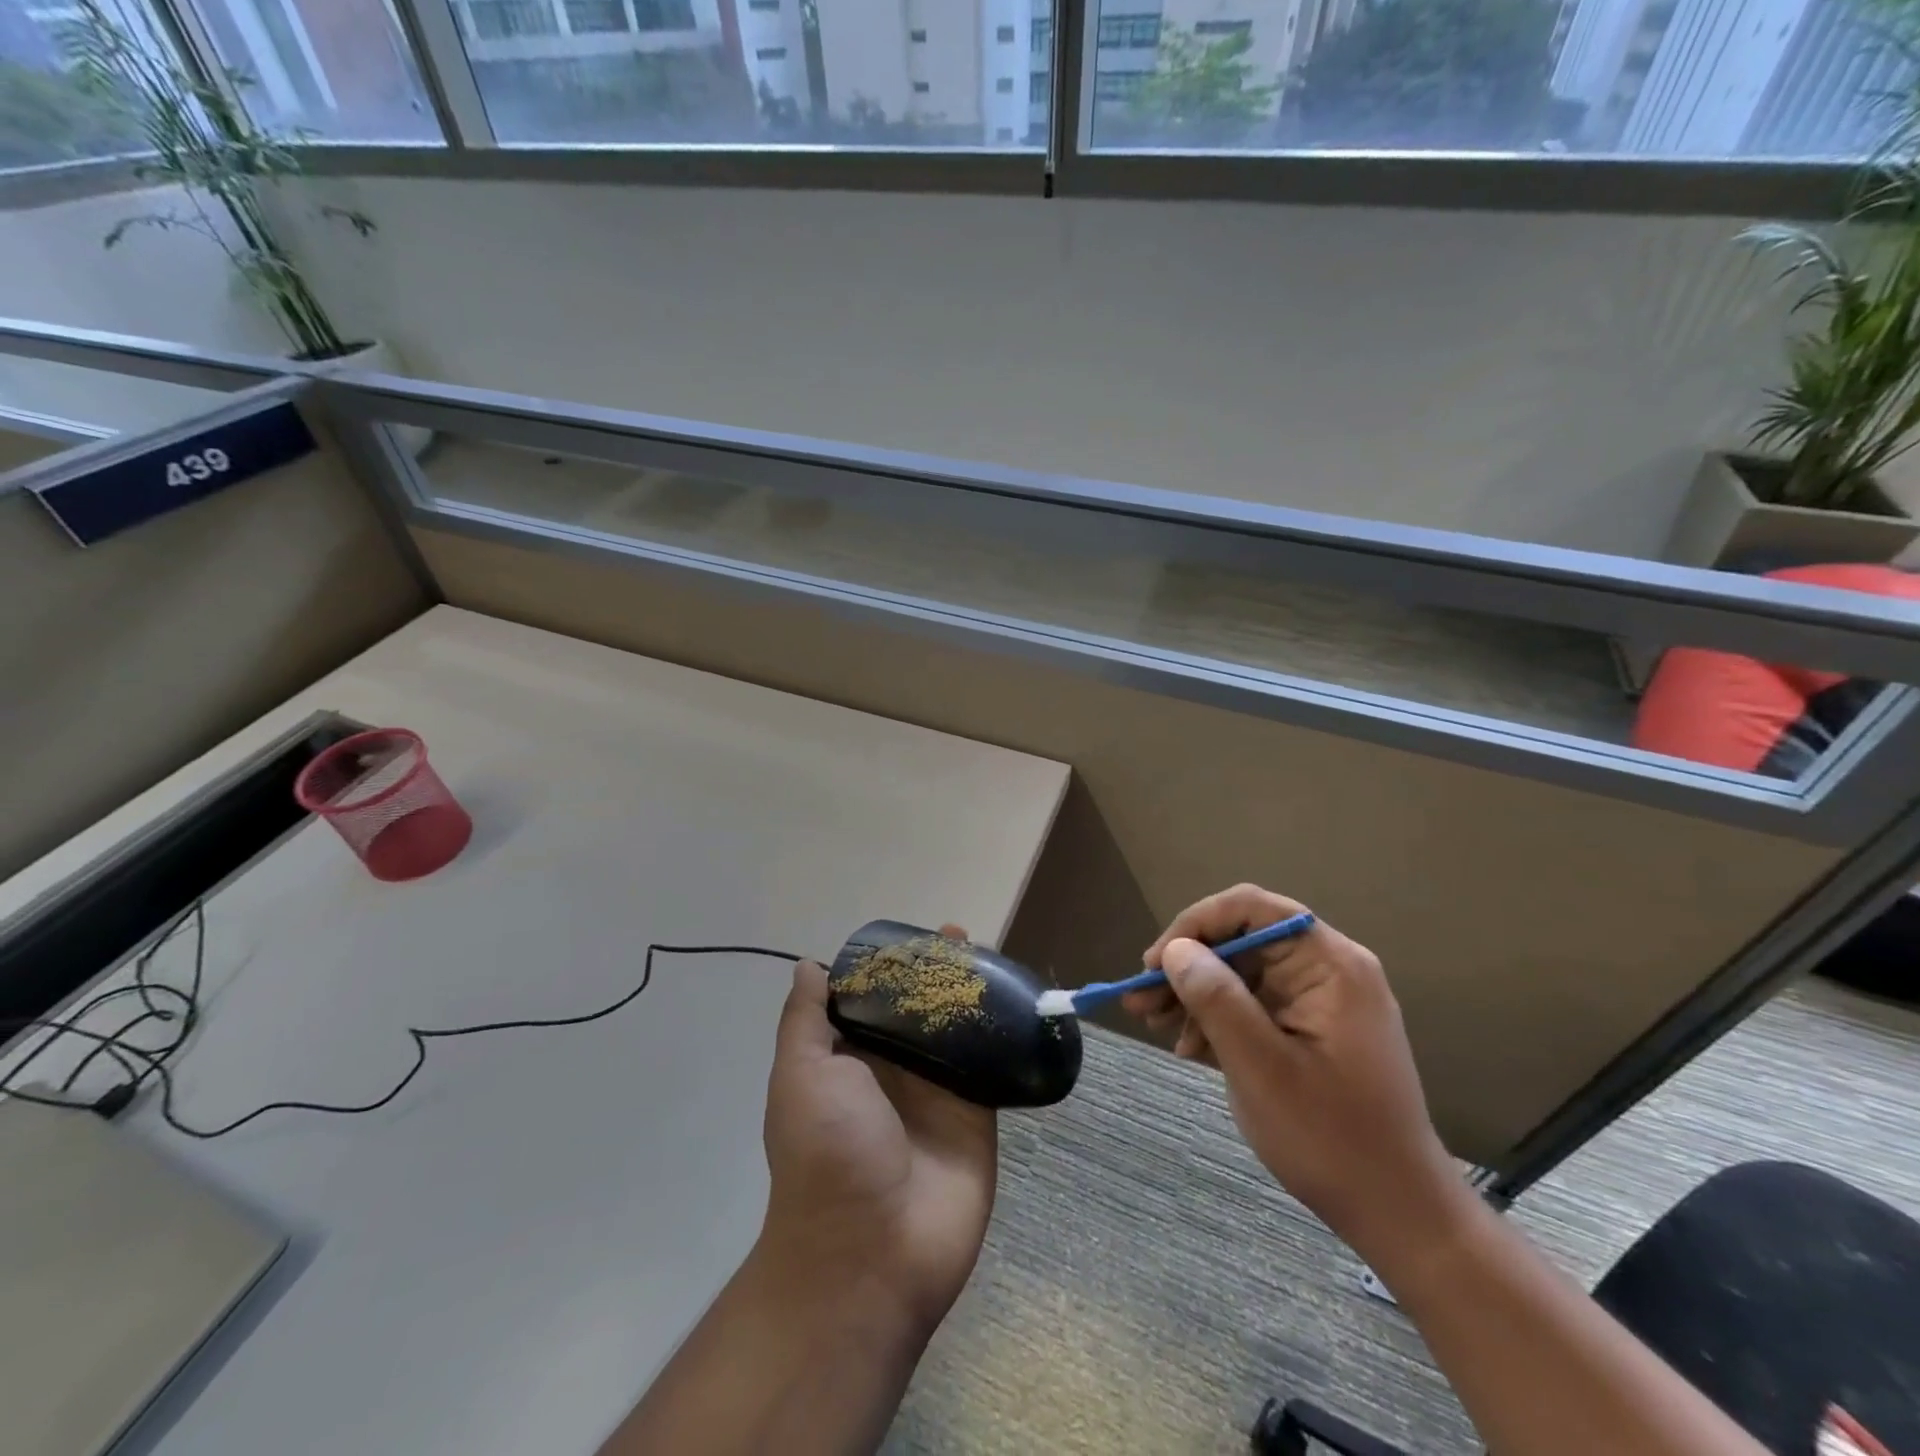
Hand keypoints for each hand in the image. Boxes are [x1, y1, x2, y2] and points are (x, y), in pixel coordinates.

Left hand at [758, 925, 997, 1330]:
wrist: (871, 1252)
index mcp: (850, 1057)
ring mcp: (938, 1090)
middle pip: (919, 1007)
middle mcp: (894, 1069)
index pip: (872, 997)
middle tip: (961, 936)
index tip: (912, 935)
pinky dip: (1004, 1034)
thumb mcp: (801, 1075)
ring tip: (992, 957)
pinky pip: (992, 1063)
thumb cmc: (827, 1152)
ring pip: (958, 1029)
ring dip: (973, 995)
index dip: (890, 965)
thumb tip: (808, 966)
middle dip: (938, 972)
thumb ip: (806, 1020)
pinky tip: (1020, 1000)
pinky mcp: (977, 1112)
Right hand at [1122, 885, 1461, 1253]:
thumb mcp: (1260, 1066)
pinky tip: (1188, 1046)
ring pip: (1242, 972)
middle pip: (1242, 940)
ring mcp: (1322, 999)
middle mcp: (1328, 968)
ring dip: (1195, 993)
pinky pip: (1255, 1003)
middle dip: (1187, 966)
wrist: (1398, 1214)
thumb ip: (1216, 998)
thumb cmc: (1331, 1138)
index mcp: (1329, 963)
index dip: (1195, 924)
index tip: (1155, 963)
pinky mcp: (1313, 1027)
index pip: (1251, 908)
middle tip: (1141, 1000)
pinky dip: (1218, 1018)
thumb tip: (1175, 950)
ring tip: (1153, 1024)